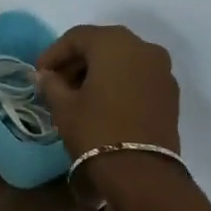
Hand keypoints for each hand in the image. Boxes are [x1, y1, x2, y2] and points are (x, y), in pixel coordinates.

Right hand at [36, 25, 182, 203]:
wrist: (142, 172)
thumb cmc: (96, 130)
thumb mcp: (64, 106)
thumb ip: (51, 84)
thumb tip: (45, 76)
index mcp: (114, 42)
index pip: (76, 37)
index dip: (54, 54)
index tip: (39, 74)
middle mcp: (143, 46)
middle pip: (102, 45)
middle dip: (77, 61)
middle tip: (57, 83)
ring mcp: (161, 69)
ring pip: (123, 60)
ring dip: (99, 71)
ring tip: (79, 94)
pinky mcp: (171, 92)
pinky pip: (139, 76)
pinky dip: (120, 82)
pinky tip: (104, 103)